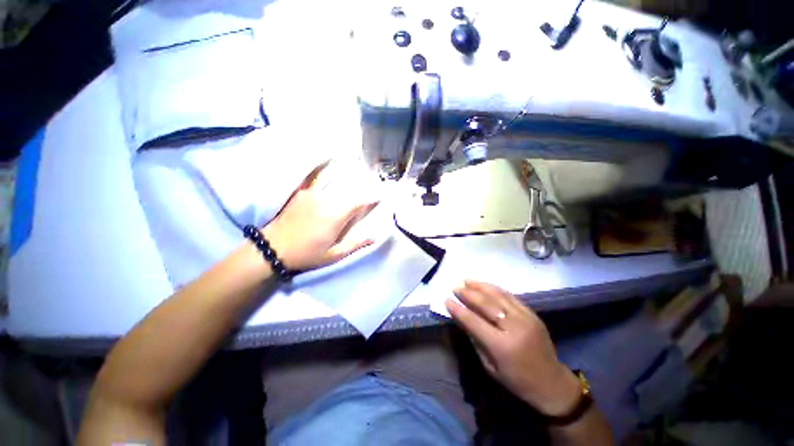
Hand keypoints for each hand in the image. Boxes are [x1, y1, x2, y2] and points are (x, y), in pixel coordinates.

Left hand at [262, 161, 378, 270]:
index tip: (383, 193)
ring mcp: (312, 193)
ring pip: (333, 178)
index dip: (373, 196)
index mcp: (336, 215)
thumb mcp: (333, 255)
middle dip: (363, 183)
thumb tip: (374, 236)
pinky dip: (323, 168)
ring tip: (354, 162)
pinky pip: (316, 177)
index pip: (360, 200)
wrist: (272, 248)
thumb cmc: (306, 254)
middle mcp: (326, 199)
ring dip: (346, 172)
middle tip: (373, 177)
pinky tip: (328, 161)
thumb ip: (355, 243)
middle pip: (349, 187)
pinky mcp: (302, 192)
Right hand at [446, 281, 581, 416]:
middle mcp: (514, 328)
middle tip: (456, 287)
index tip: (447, 299)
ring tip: (467, 280)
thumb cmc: (517, 381)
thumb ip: (475, 339)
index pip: (474, 321)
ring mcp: (526, 318)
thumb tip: (462, 318)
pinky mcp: (532, 314)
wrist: (552, 383)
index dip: (458, 309)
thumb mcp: (489, 366)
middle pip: (486, 304)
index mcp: (502, 346)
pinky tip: (485, 285)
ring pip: (499, 296)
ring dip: (481, 286)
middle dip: (468, 294)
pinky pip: (511, 296)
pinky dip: (495, 289)